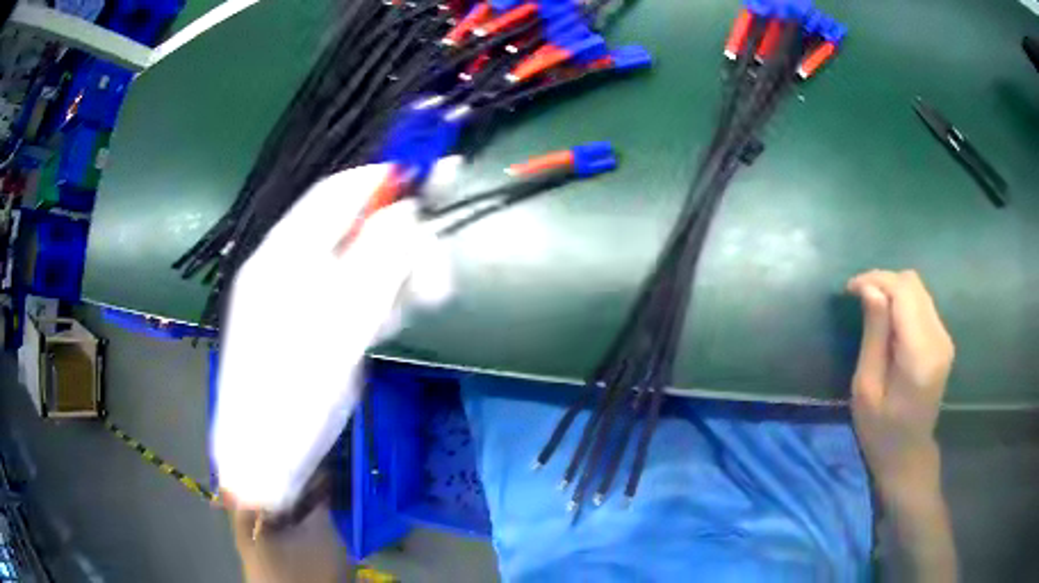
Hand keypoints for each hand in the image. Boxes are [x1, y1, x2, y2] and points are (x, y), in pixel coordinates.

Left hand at [213, 161, 455, 511]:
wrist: (266, 456)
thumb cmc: (293, 391)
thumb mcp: (340, 325)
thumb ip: (377, 263)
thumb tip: (408, 209)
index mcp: (285, 253)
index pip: (338, 194)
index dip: (385, 180)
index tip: (433, 178)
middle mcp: (294, 265)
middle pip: (358, 229)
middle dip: (404, 241)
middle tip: (437, 277)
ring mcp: (307, 296)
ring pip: (365, 264)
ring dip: (401, 276)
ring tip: (426, 302)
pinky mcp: (320, 323)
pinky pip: (359, 296)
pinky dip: (386, 301)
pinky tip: (398, 319)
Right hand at [846, 269, 954, 500]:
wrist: (908, 455)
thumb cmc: (880, 431)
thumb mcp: (867, 388)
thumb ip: (874, 335)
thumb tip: (870, 289)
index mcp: (920, 354)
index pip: (903, 292)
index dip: (875, 280)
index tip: (849, 289)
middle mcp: (938, 338)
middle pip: (913, 284)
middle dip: (883, 281)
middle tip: (858, 297)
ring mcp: (944, 338)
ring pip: (918, 290)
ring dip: (893, 290)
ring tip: (870, 307)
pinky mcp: (943, 340)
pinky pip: (922, 304)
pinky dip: (902, 302)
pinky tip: (887, 320)